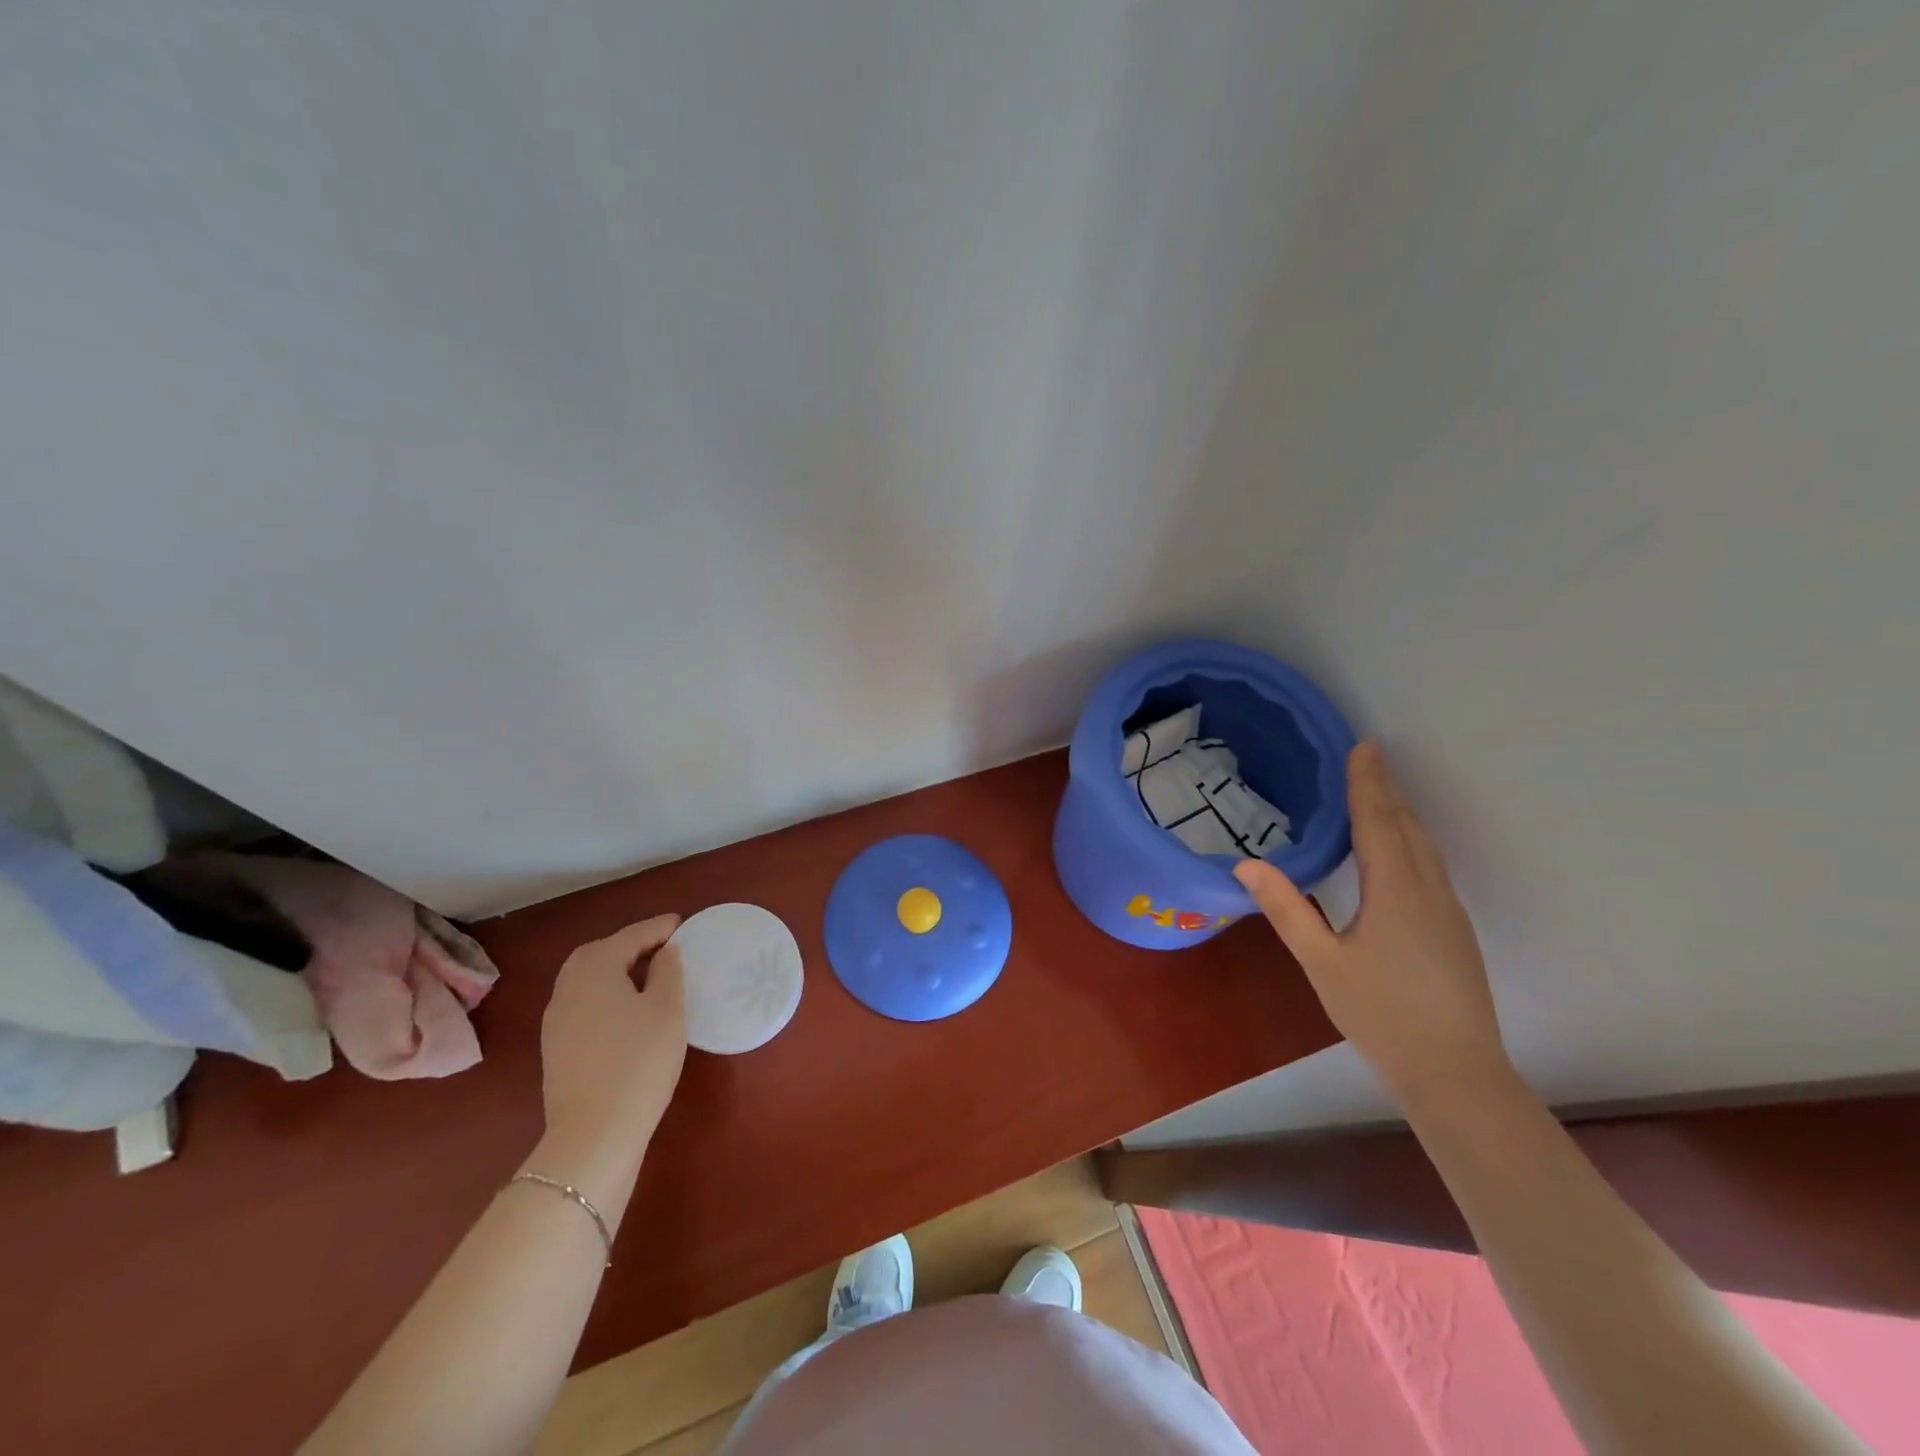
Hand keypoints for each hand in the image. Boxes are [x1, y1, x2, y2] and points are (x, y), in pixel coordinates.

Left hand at [539, 915, 686, 1164]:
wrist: (594, 1133)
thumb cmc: (639, 1060)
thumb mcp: (667, 1009)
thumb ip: (668, 971)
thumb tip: (665, 952)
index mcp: (594, 968)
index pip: (630, 936)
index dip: (658, 928)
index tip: (681, 923)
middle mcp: (567, 986)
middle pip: (600, 953)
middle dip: (631, 946)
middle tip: (664, 948)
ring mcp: (556, 1019)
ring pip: (588, 979)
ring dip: (617, 971)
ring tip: (649, 977)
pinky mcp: (557, 1047)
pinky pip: (585, 1003)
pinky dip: (606, 994)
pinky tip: (628, 1011)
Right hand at [1235, 743, 1508, 1104]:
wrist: (1457, 1073)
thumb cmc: (1381, 1016)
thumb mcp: (1321, 962)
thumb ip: (1286, 909)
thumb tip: (1246, 864)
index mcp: (1395, 891)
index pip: (1378, 822)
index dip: (1367, 784)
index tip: (1361, 747)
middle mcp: (1428, 890)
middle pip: (1407, 827)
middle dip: (1386, 789)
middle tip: (1368, 756)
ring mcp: (1448, 911)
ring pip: (1425, 846)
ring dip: (1402, 813)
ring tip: (1383, 791)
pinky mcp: (1455, 930)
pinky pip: (1432, 866)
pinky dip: (1412, 840)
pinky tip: (1402, 849)